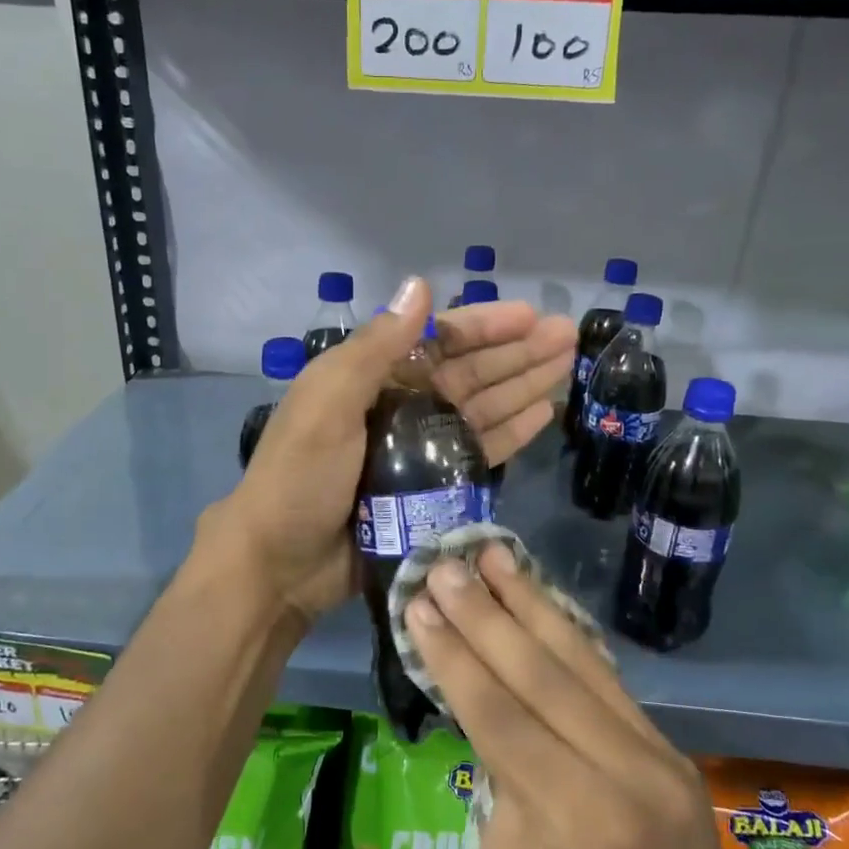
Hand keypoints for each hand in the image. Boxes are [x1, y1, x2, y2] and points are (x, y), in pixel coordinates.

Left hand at [210, 276, 576, 622]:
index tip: (530, 316)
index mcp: (371, 378)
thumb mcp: (327, 403)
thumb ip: (375, 348)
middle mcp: (400, 406)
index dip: (484, 326)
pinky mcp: (432, 489)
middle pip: (469, 371)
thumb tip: (419, 285)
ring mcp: (418, 449)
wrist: (280, 564)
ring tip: (567, 367)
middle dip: (517, 353)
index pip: (438, 341)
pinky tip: (543, 414)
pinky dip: (510, 432)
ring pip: (482, 408)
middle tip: (568, 338)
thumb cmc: (300, 477)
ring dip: (523, 386)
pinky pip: (479, 453)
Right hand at [404, 547, 848, 848]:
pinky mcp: (669, 749)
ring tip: (493, 555)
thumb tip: (494, 725)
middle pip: (541, 674)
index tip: (417, 604)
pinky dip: (568, 633)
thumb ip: (499, 798)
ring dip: (530, 601)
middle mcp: (626, 772)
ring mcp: (657, 755)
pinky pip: (608, 679)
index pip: (500, 717)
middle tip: (444, 564)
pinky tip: (540, 599)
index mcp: (579, 823)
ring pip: (581, 660)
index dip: (454, 656)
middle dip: (484, 614)